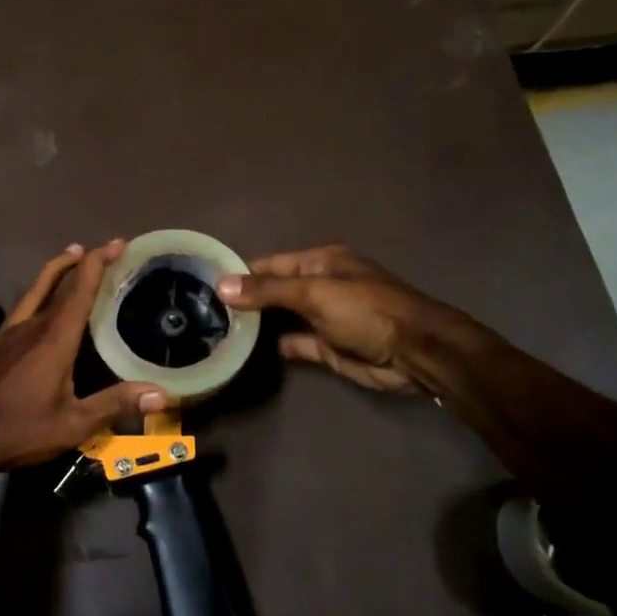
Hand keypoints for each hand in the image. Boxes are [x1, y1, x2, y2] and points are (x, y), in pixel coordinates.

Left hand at [0, 241, 167, 473]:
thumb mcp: (74, 424)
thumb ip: (115, 404)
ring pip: (27, 296)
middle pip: (55, 285)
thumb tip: (160, 393)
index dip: (99, 264)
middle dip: (79, 264)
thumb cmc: (22, 430)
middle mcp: (29, 328)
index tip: (118, 244)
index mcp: (55, 340)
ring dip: (47, 276)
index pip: (80, 291)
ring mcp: (2, 336)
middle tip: (95, 250)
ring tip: (63, 259)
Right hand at [216, 244, 469, 393]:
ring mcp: (322, 318)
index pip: (269, 264)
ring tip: (213, 331)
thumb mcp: (315, 293)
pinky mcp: (325, 347)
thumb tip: (222, 285)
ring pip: (279, 318)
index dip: (238, 273)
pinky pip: (292, 343)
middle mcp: (318, 286)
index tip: (203, 284)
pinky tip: (242, 351)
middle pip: (272, 291)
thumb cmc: (367, 311)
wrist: (416, 353)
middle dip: (243, 299)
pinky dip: (271, 346)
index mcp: (319, 262)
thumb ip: (268, 291)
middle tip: (200, 311)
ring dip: (254, 324)